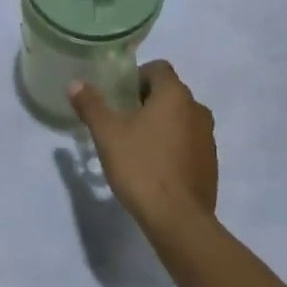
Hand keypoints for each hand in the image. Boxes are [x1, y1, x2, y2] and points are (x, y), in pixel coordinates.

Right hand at [69, 61, 217, 234]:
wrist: (177, 218)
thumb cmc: (141, 166)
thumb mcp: (107, 134)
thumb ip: (91, 105)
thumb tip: (75, 84)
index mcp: (175, 95)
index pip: (158, 68)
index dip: (137, 76)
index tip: (119, 96)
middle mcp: (197, 110)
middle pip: (170, 93)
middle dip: (146, 101)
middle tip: (122, 121)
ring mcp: (208, 138)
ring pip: (181, 118)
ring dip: (162, 124)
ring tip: (137, 145)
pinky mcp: (211, 163)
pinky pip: (189, 142)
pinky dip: (173, 146)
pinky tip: (155, 167)